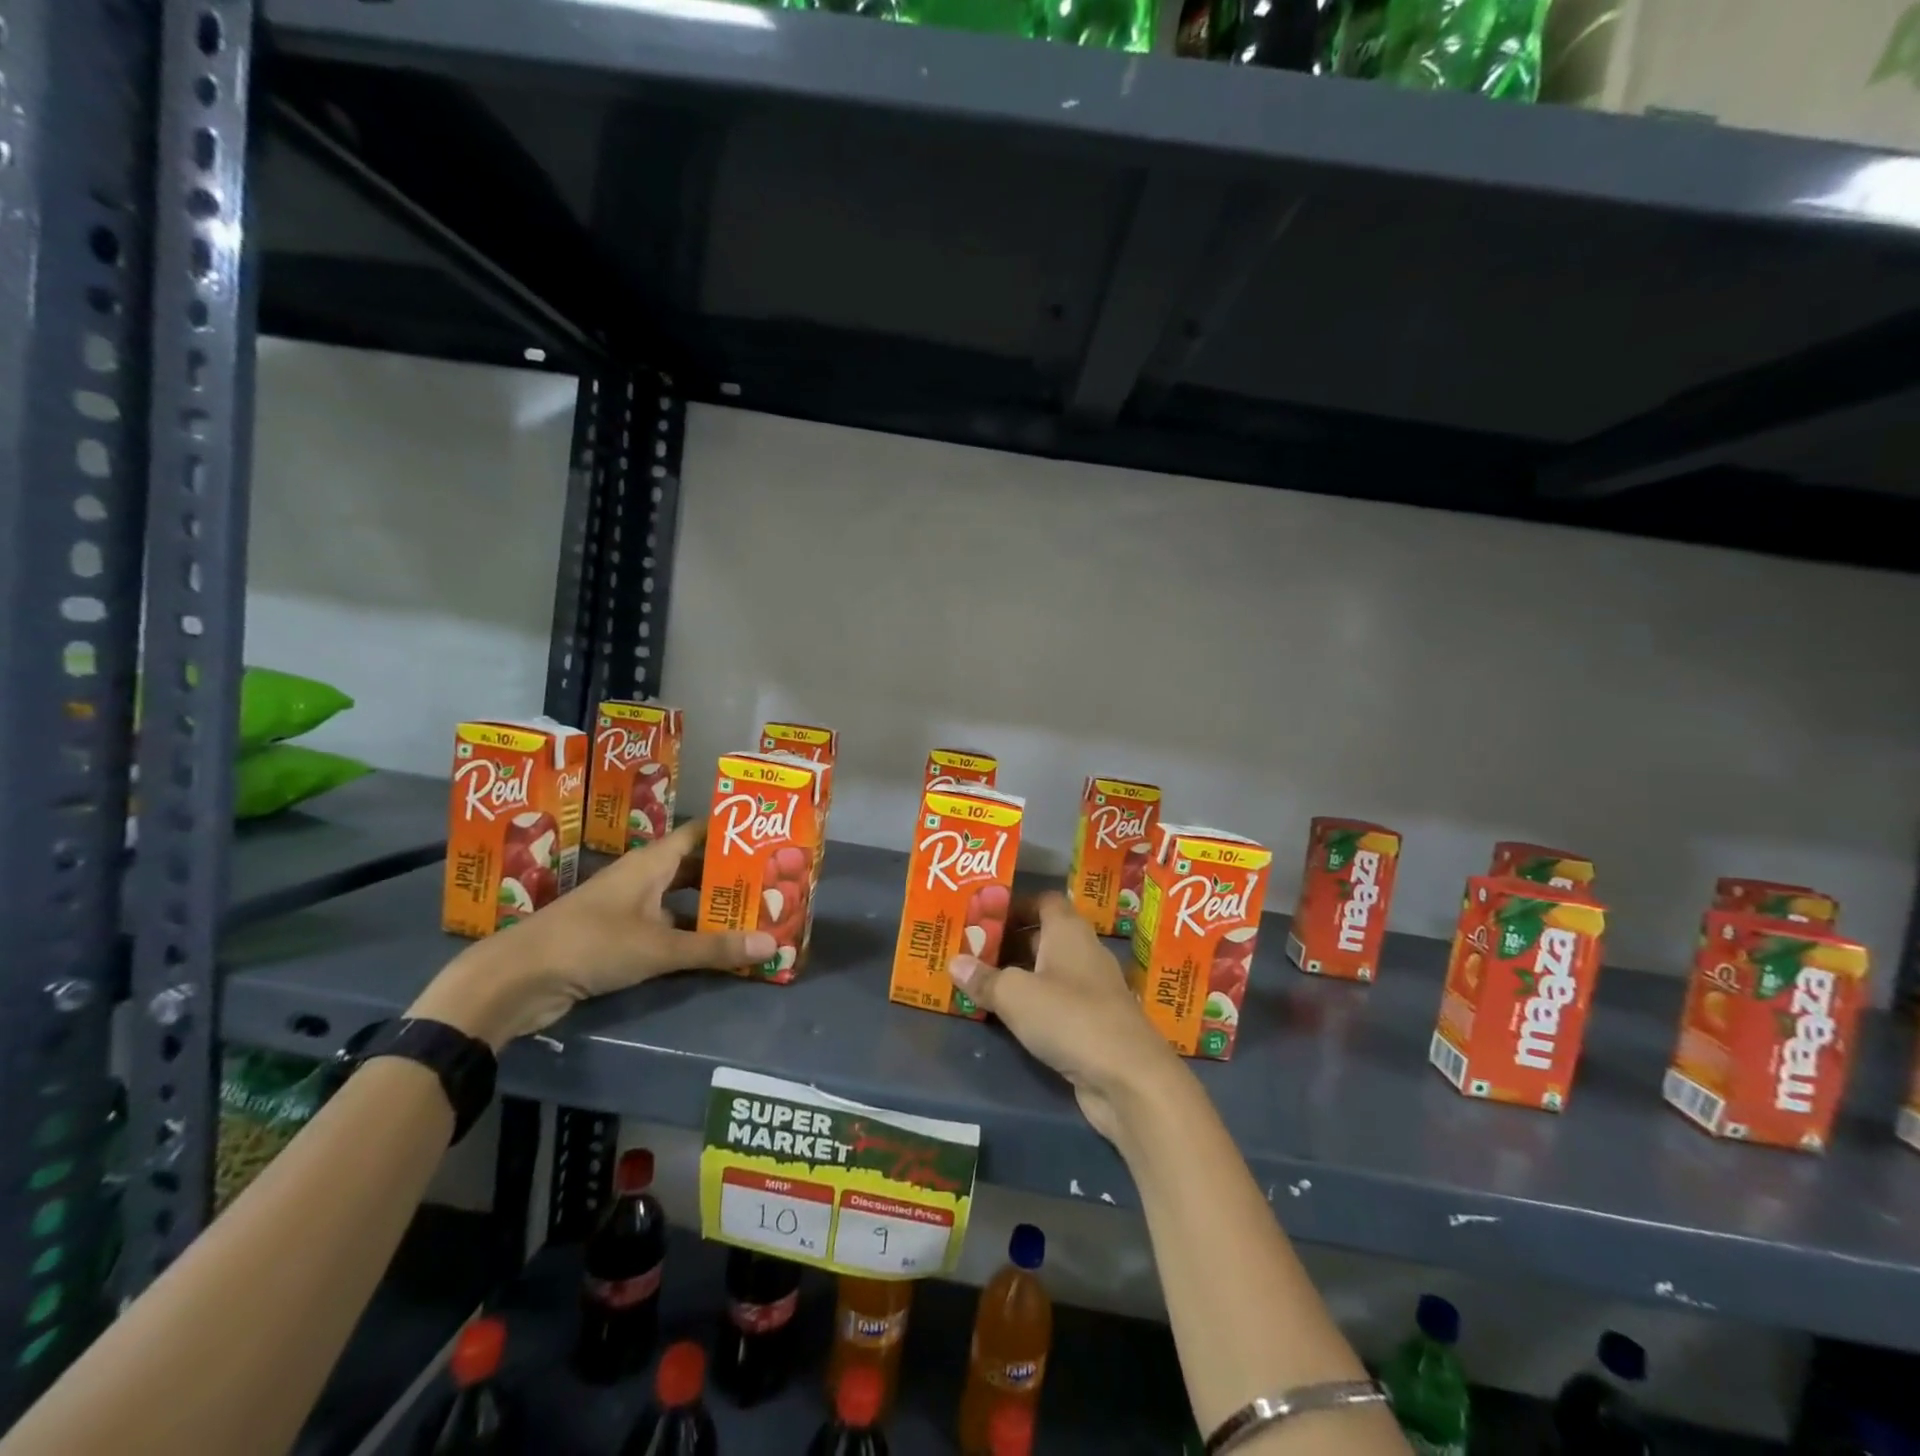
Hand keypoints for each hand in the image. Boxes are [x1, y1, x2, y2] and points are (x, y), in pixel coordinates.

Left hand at [410, 820, 775, 1047]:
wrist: (518, 979)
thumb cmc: (592, 944)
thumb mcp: (659, 947)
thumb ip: (714, 947)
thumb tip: (773, 944)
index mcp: (651, 862)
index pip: (699, 833)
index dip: (731, 831)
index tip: (767, 834)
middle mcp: (642, 877)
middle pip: (694, 866)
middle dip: (729, 873)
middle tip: (772, 880)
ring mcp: (629, 907)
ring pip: (680, 898)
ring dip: (711, 906)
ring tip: (754, 911)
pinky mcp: (618, 936)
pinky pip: (666, 926)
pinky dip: (690, 932)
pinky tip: (715, 945)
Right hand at [948, 893, 1180, 1141]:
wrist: (1128, 1077)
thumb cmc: (1069, 1017)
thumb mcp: (1015, 995)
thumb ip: (984, 978)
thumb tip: (954, 962)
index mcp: (1068, 931)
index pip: (1044, 901)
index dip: (1015, 905)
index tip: (983, 916)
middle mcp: (1082, 952)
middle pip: (1043, 936)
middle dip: (1009, 942)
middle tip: (971, 951)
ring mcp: (1091, 989)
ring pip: (1049, 972)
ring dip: (1019, 976)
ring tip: (980, 983)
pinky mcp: (1093, 1023)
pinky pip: (1056, 1003)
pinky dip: (1033, 1005)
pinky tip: (1008, 1018)